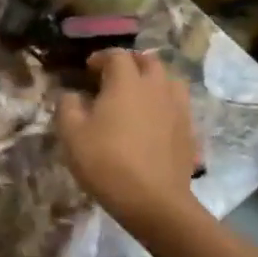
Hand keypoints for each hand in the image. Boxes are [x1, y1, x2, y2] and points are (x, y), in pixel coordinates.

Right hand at [56, 49, 201, 226]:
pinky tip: (154, 121)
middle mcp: (156, 88)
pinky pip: (178, 105)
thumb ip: (67, 106)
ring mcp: (177, 109)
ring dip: (153, 80)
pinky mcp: (189, 131)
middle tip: (114, 77)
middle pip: (149, 61)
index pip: (117, 55)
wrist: (154, 201)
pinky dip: (165, 104)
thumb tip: (72, 95)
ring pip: (169, 80)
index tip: (88, 69)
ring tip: (139, 95)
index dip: (101, 58)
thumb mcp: (71, 134)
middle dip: (131, 63)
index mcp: (126, 82)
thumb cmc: (106, 162)